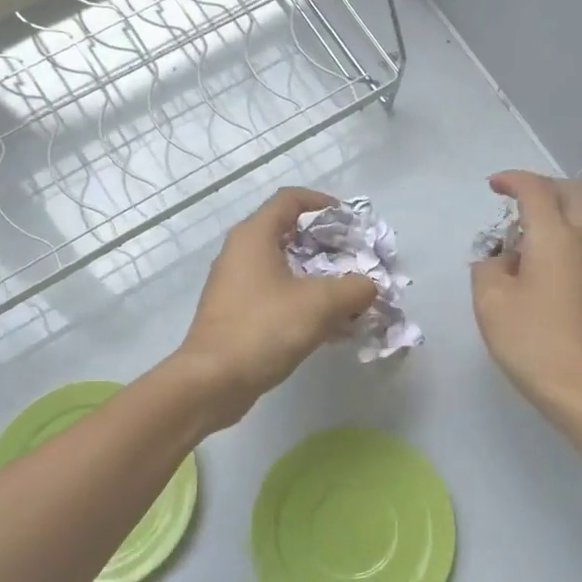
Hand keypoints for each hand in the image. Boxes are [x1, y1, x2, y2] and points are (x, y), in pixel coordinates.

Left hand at [173, 187, 377, 429]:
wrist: (213, 381)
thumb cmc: (264, 328)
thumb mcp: (320, 303)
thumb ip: (354, 288)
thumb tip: (369, 287)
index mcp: (254, 236)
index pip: (290, 199)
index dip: (322, 203)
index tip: (350, 220)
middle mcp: (240, 254)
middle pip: (289, 234)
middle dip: (326, 246)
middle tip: (356, 261)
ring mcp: (235, 286)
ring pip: (284, 270)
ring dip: (318, 279)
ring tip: (350, 297)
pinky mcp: (236, 315)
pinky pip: (276, 298)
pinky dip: (303, 303)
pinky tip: (331, 327)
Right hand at [471, 172, 581, 433]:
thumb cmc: (534, 343)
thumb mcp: (491, 303)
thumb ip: (488, 268)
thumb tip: (502, 259)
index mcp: (555, 237)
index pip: (536, 190)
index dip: (513, 180)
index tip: (493, 186)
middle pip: (575, 192)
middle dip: (544, 187)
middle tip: (516, 203)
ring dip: (562, 209)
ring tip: (531, 231)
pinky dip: (571, 233)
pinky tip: (548, 263)